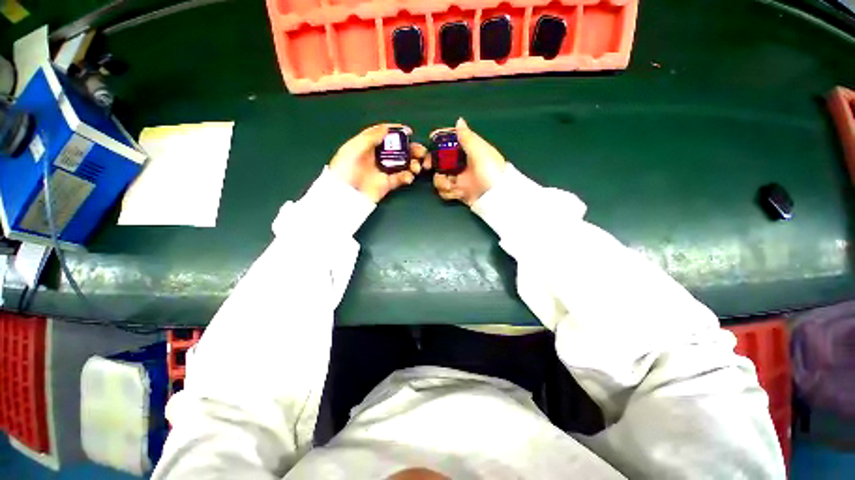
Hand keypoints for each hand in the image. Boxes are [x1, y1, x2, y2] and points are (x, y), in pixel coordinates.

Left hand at [329, 124, 425, 202]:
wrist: (345, 194)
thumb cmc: (345, 169)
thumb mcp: (354, 148)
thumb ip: (371, 137)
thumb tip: (387, 128)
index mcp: (368, 145)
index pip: (384, 135)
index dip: (397, 132)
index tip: (409, 131)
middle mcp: (377, 157)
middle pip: (398, 149)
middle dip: (411, 149)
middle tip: (421, 151)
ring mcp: (383, 171)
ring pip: (403, 164)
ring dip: (413, 163)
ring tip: (417, 166)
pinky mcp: (387, 184)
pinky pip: (401, 178)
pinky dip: (407, 177)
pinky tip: (409, 177)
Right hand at [428, 118, 506, 205]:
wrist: (496, 196)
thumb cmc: (490, 171)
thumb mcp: (480, 152)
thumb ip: (468, 137)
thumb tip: (459, 120)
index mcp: (468, 151)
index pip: (451, 142)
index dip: (440, 141)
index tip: (431, 141)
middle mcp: (462, 164)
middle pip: (440, 161)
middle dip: (433, 163)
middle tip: (428, 166)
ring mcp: (459, 179)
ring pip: (440, 177)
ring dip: (440, 181)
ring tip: (449, 186)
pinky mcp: (458, 192)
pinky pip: (445, 191)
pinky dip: (448, 193)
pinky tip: (457, 194)